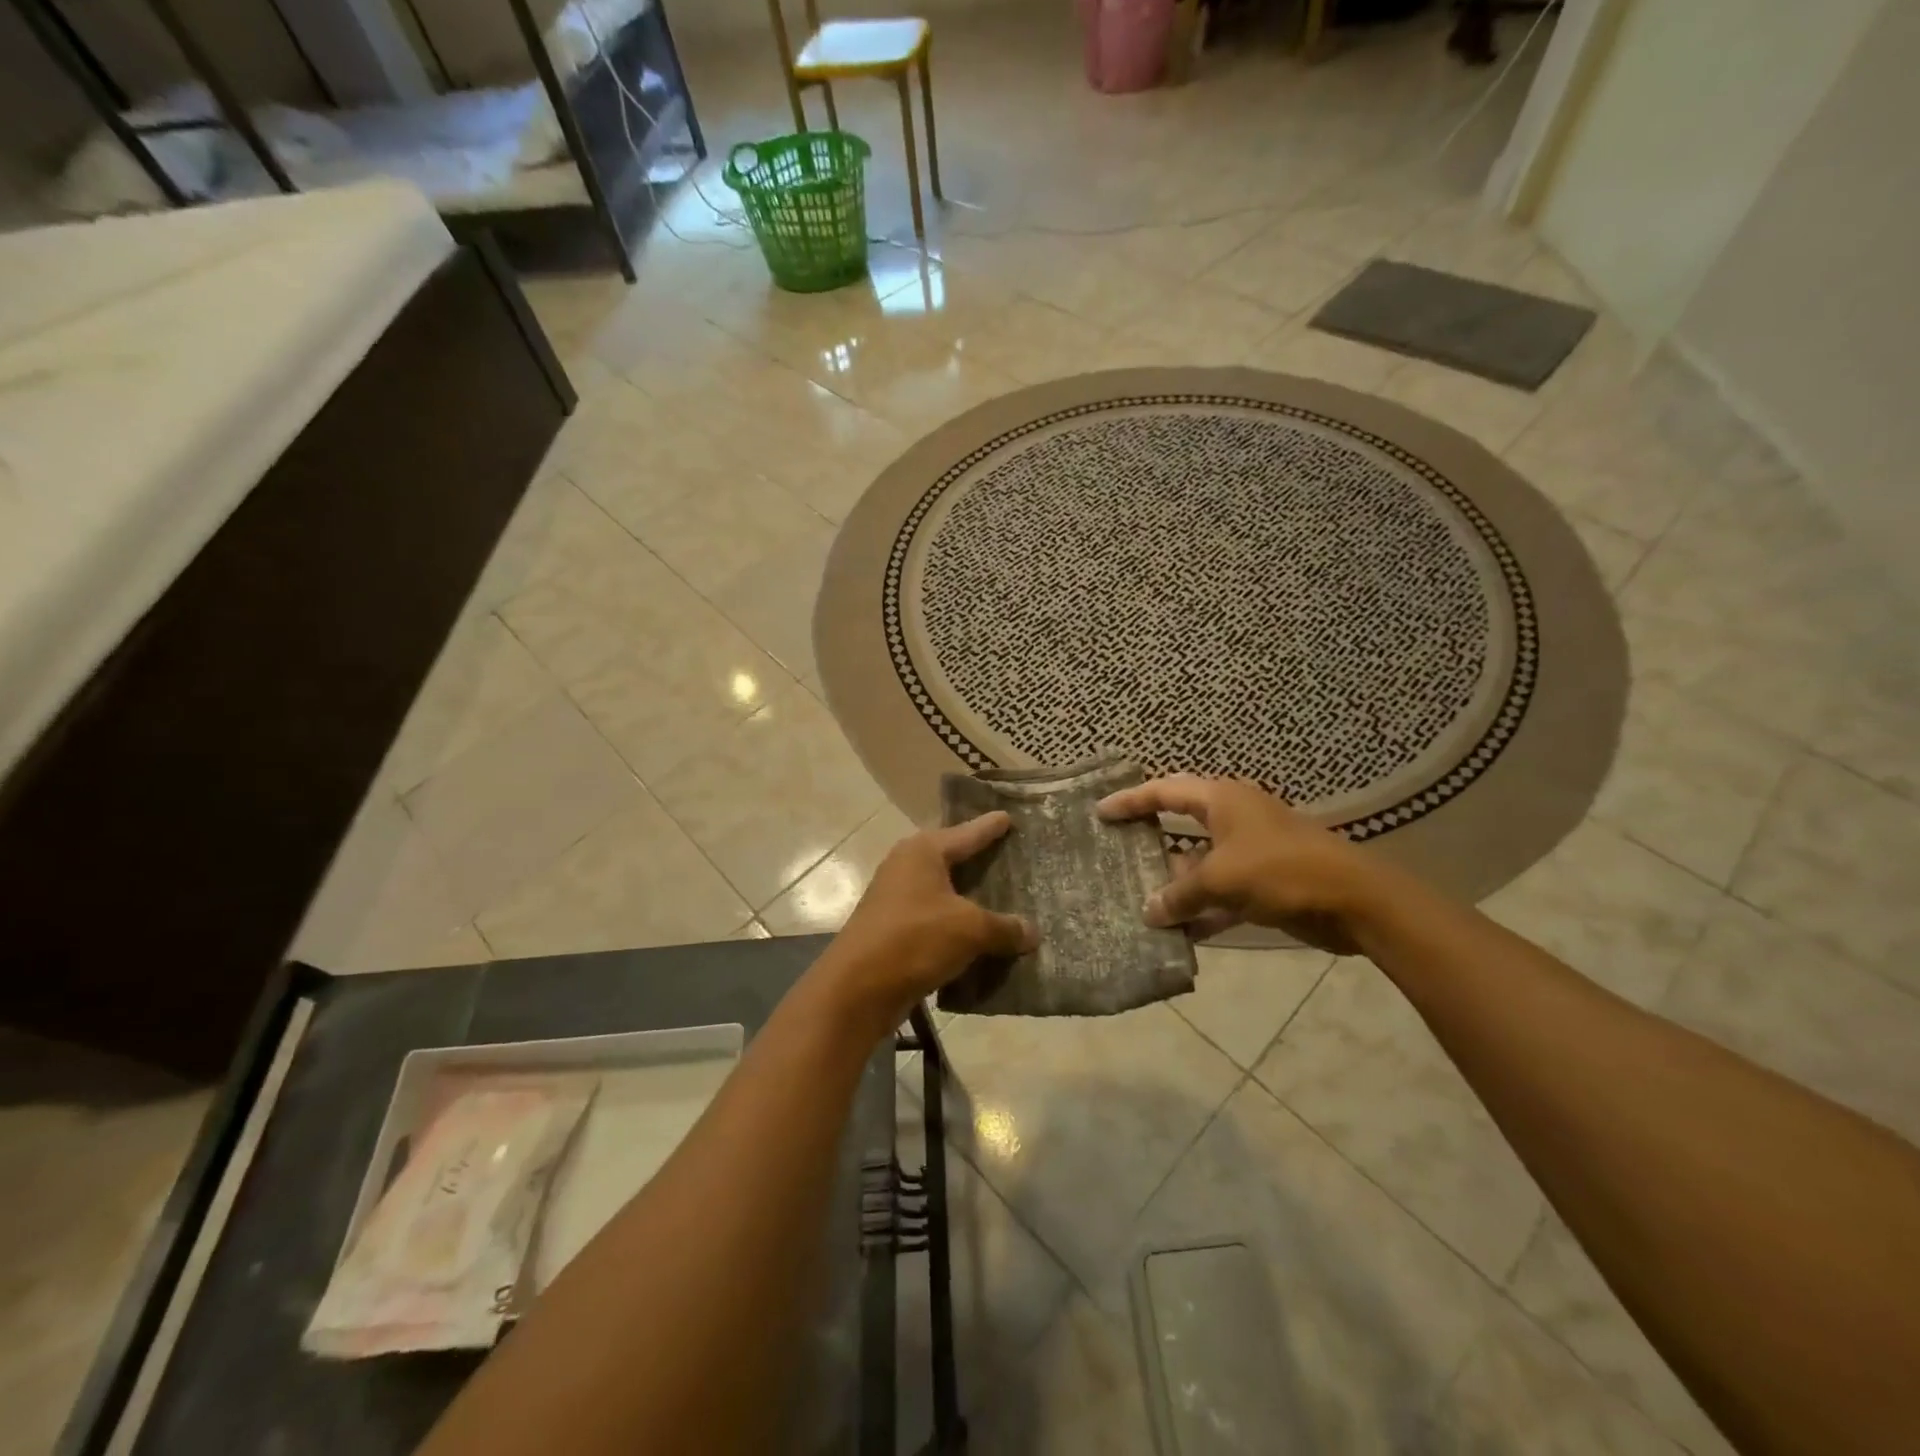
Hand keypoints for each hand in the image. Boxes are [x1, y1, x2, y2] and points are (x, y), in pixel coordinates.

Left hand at [817, 813, 1036, 1031]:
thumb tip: (1032, 932)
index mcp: (923, 851)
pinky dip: (958, 926)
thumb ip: (1004, 927)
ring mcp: (897, 898)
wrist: (857, 988)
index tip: (1009, 816)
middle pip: (954, 858)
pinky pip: (936, 919)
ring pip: (945, 892)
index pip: (967, 832)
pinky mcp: (894, 929)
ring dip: (971, 898)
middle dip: (982, 861)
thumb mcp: (970, 929)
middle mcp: (907, 866)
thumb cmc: (915, 939)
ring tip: (1006, 899)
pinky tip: (982, 937)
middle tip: (1015, 857)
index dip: (991, 826)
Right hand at [1097, 775, 1382, 953]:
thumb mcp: (1222, 879)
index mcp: (1222, 800)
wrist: (1356, 901)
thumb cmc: (1282, 871)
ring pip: (1200, 863)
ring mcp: (1250, 851)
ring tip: (1138, 900)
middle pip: (1180, 824)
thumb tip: (1148, 911)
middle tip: (1115, 850)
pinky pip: (1222, 893)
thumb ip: (1180, 895)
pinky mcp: (1264, 882)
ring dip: (1176, 884)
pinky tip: (1180, 933)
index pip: (1164, 792)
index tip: (1101, 811)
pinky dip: (1203, 910)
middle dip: (1150, 840)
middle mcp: (1233, 818)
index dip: (1131, 800)